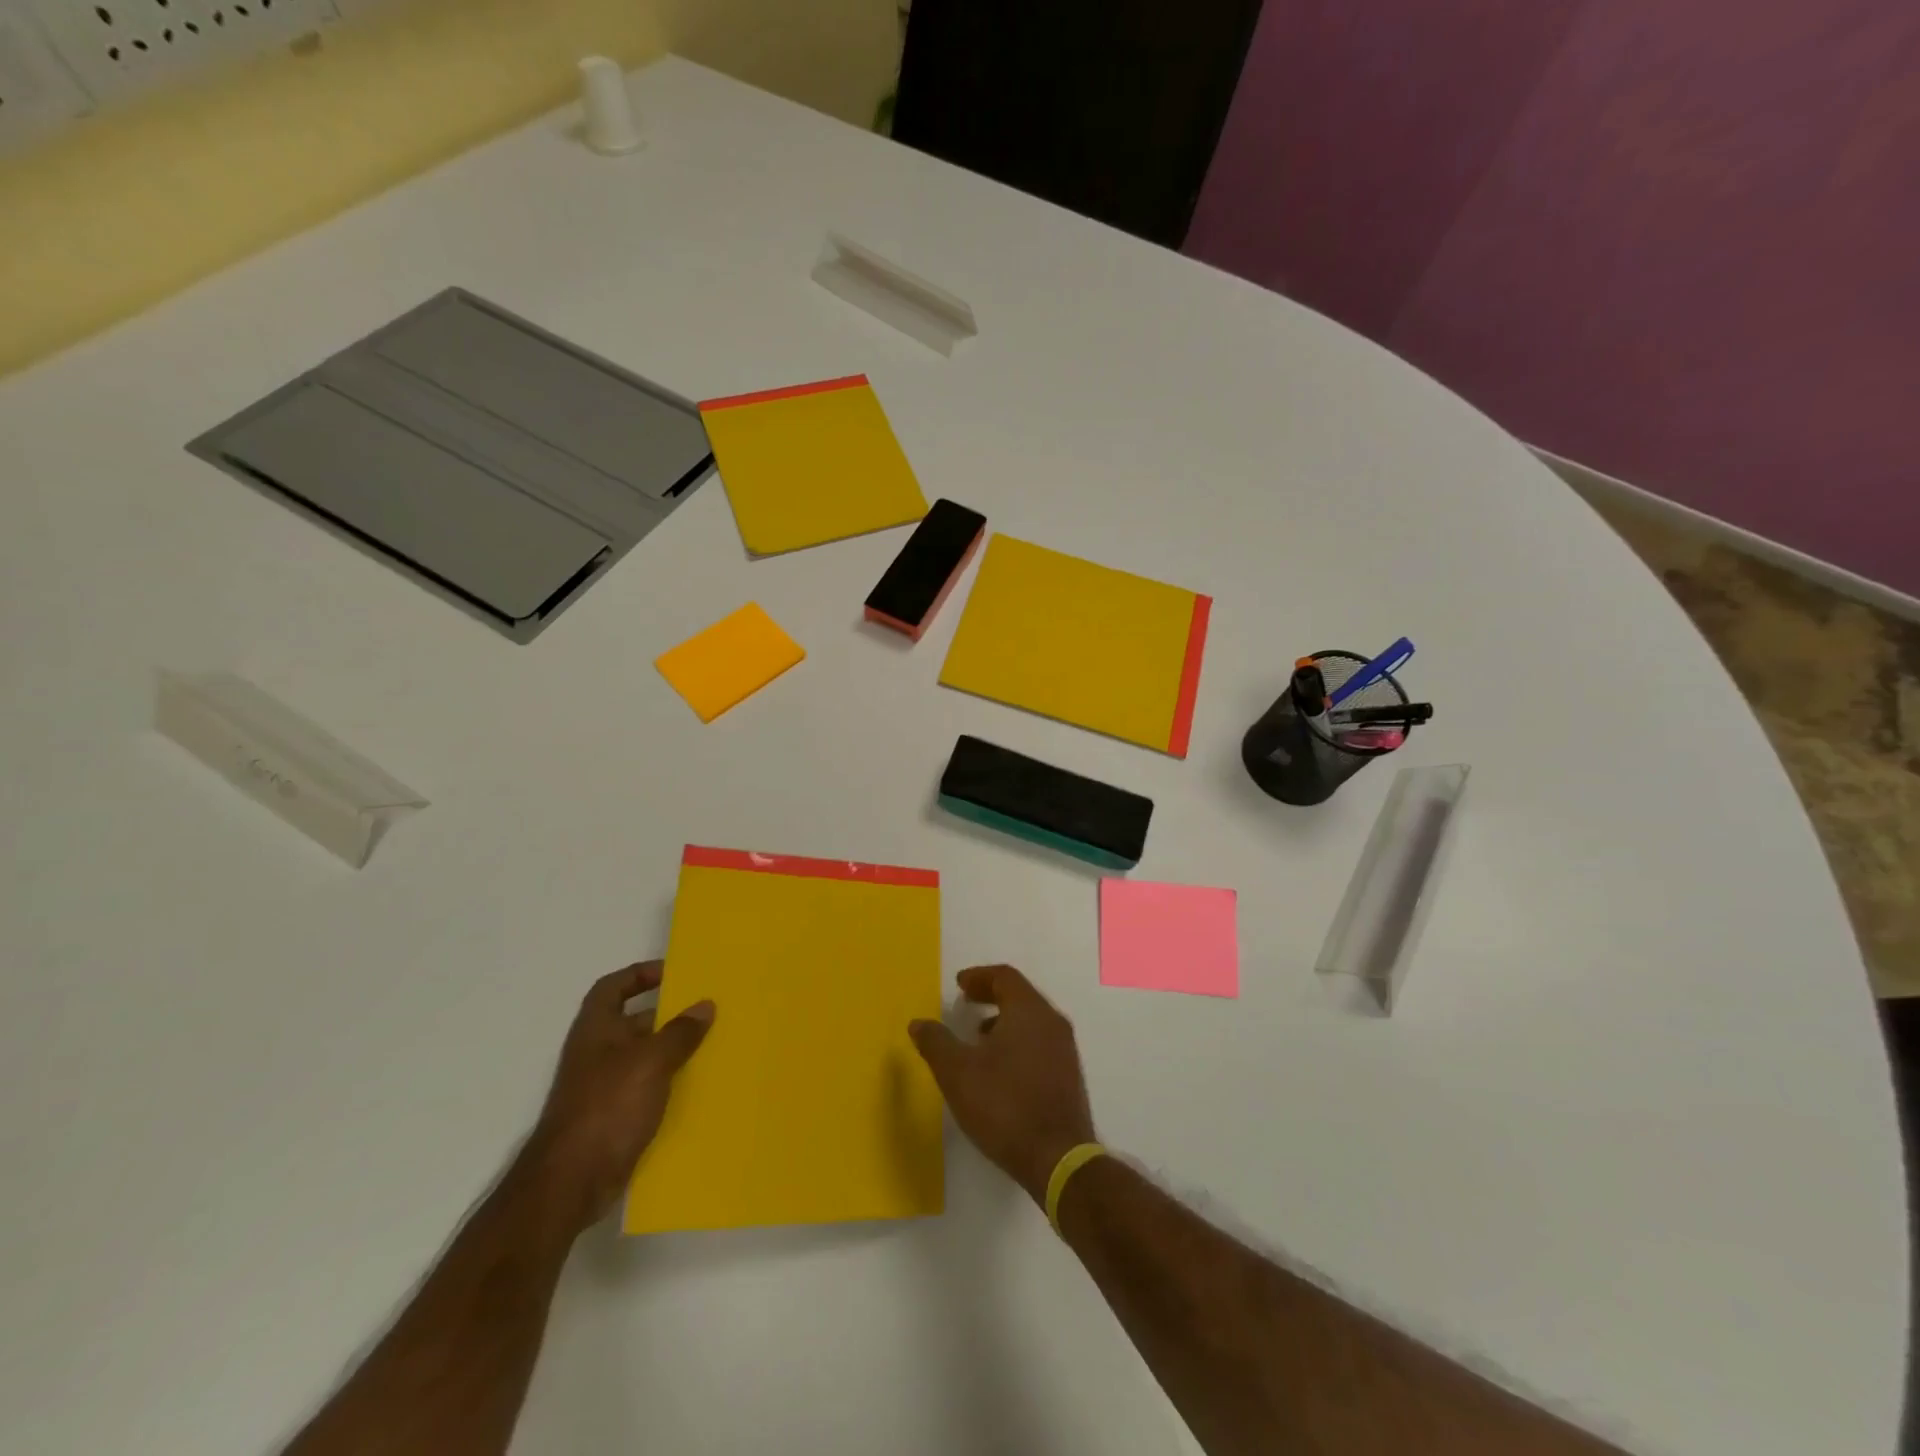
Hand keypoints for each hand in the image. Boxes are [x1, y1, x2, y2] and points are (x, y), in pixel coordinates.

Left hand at [525, 961, 713, 1234]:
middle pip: (633, 1021)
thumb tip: (705, 1005)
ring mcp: (603, 1087)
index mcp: (596, 1029)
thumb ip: (680, 1032)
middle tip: (706, 1010)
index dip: (639, 974)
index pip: (613, 987)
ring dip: (672, 1051)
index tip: (674, 973)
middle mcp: (597, 1053)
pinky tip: (697, 1088)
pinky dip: (668, 1084)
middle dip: (668, 1015)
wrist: (570, 1182)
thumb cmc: (607, 1107)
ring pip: (643, 1057)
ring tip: (711, 1046)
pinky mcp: (613, 1118)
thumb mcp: (651, 1061)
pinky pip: (646, 1089)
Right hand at [908, 964, 1096, 1203]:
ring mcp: (1065, 1050)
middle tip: (966, 1004)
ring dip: (1004, 1020)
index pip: (1005, 977)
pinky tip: (1000, 1069)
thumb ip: (936, 1042)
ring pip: (1032, 1020)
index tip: (959, 985)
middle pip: (1020, 995)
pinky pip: (1040, 1042)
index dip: (979, 976)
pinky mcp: (1069, 1076)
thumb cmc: (1004, 1105)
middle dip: (991, 996)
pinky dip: (1018, 1041)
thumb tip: (919, 1023)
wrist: (1058, 1159)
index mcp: (1029, 1011)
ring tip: (978, 1038)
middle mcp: (1052, 1022)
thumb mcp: (957, 1073)